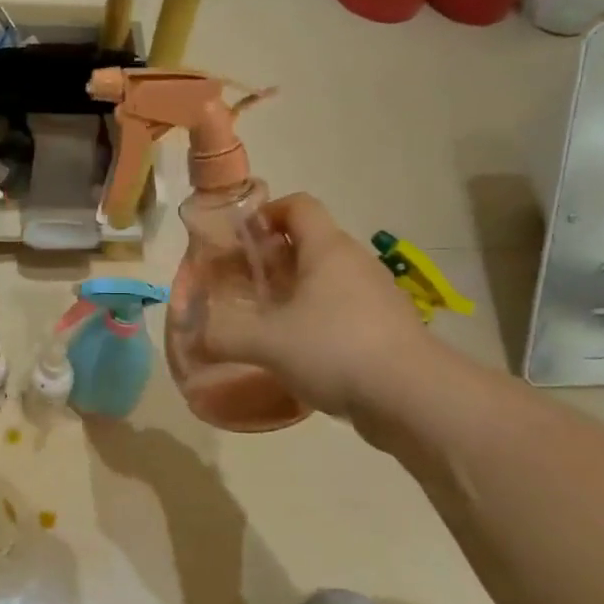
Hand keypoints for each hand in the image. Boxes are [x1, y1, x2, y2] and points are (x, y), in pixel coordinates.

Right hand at [201, 194, 441, 419]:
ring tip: (264, 322)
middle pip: (309, 243)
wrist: (412, 397)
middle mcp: (354, 263)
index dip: (267, 213)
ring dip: (293, 292)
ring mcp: (374, 296)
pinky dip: (315, 320)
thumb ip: (222, 336)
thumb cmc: (335, 349)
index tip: (241, 240)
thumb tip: (190, 337)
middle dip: (272, 259)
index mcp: (327, 249)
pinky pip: (340, 311)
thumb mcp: (266, 342)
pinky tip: (297, 352)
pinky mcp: (384, 328)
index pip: (298, 205)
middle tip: (242, 286)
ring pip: (326, 280)